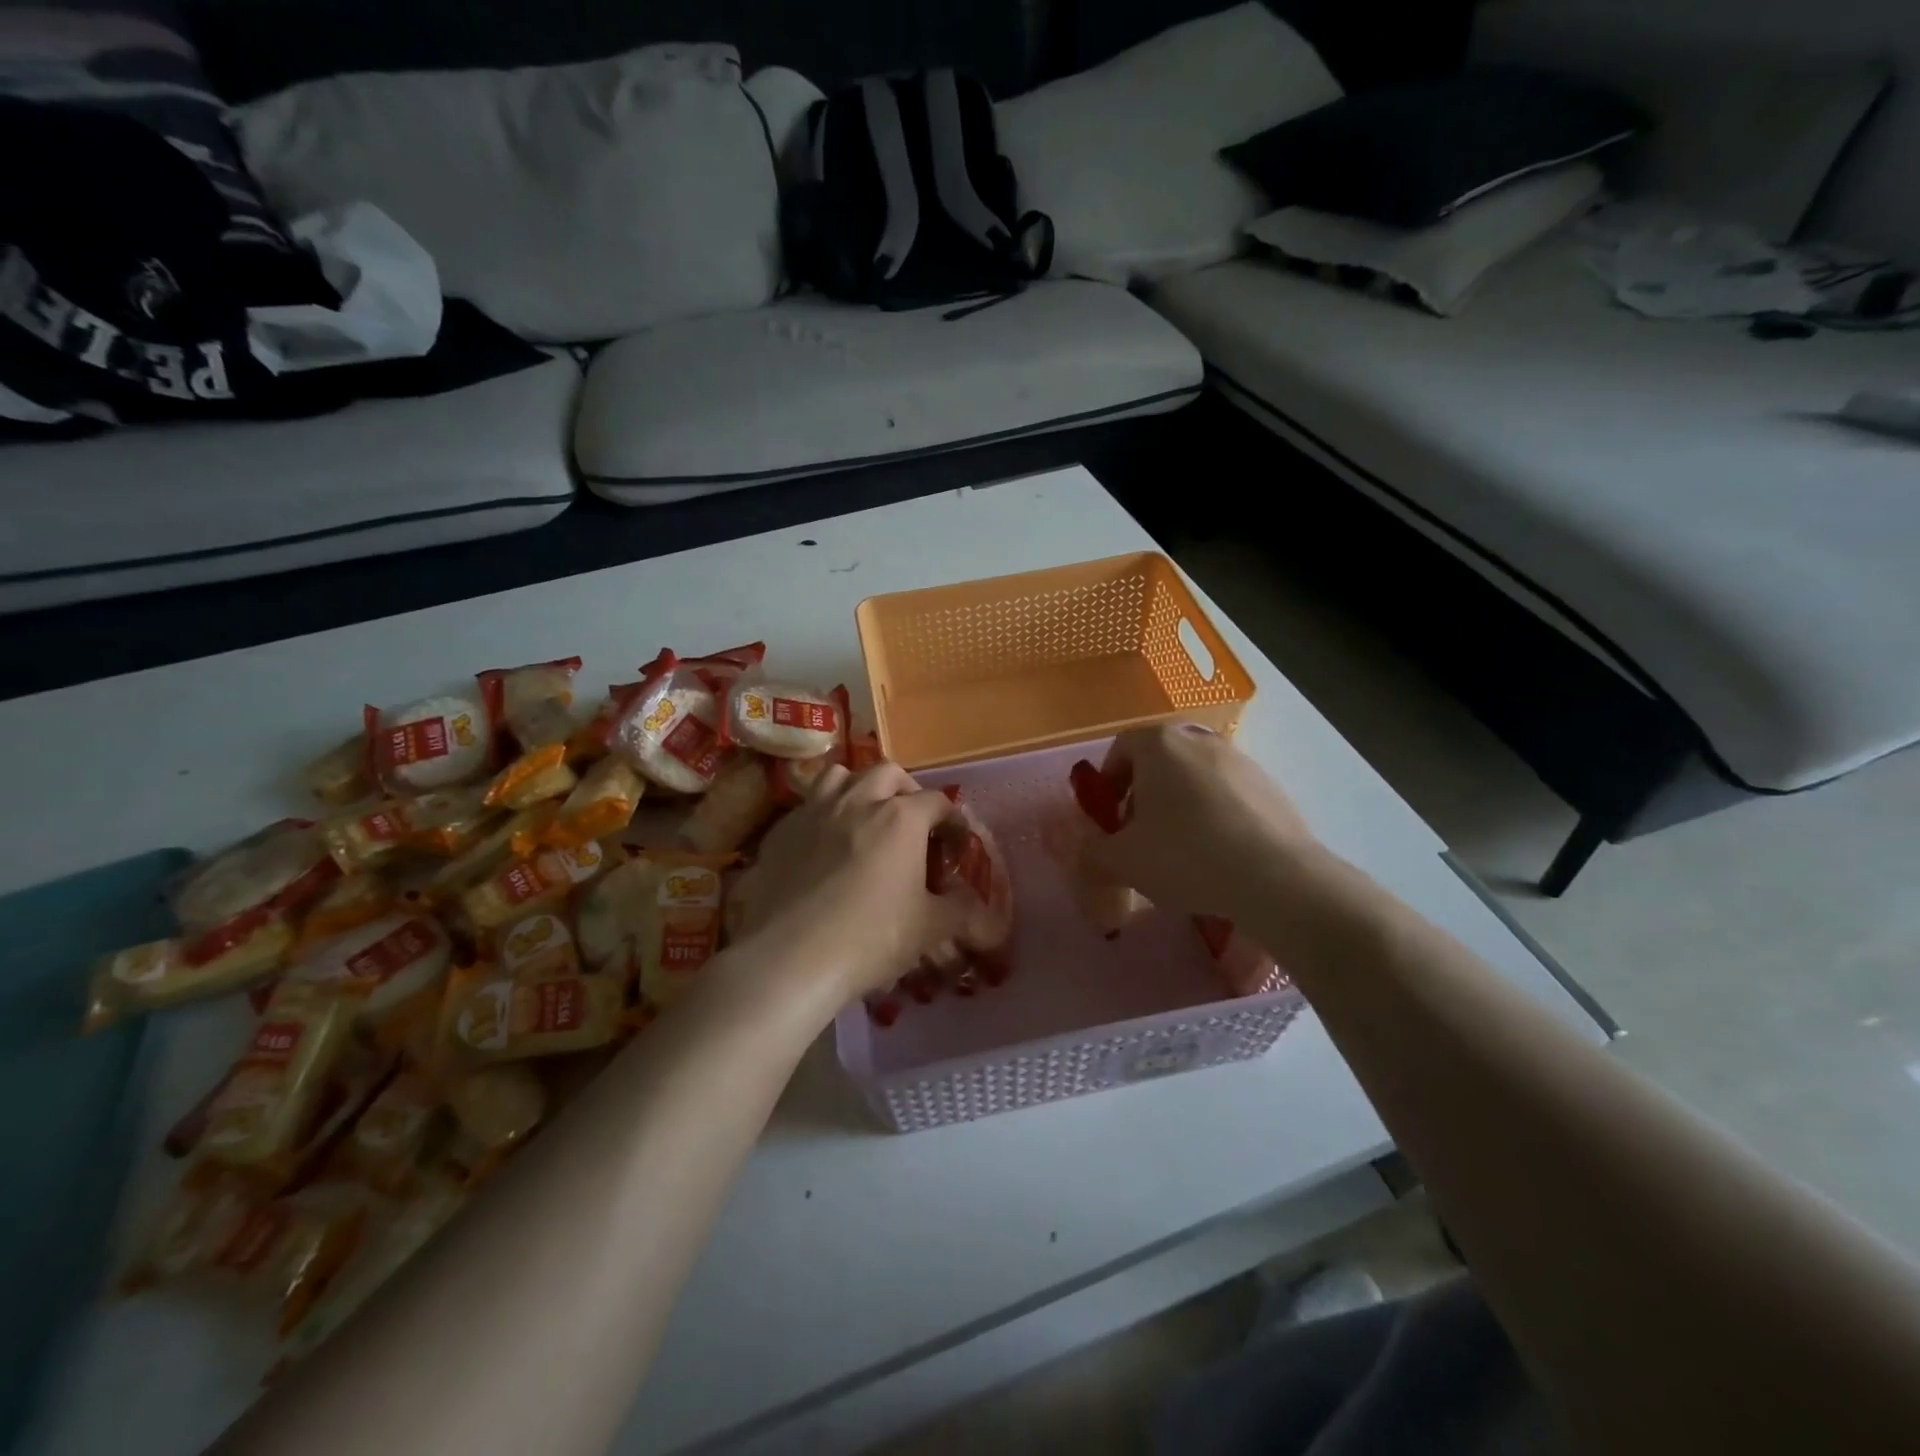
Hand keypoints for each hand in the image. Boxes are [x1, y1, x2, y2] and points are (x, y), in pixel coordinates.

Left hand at [727, 763, 982, 998]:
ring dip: (858, 788)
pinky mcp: (781, 831)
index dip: (953, 821)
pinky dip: (822, 816)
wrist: (790, 959)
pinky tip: (823, 847)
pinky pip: (806, 807)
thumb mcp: (929, 929)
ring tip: (863, 817)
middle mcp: (857, 801)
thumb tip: (977, 905)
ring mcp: (814, 812)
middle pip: (888, 773)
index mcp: (900, 818)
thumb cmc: (870, 939)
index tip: (957, 845)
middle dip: (906, 790)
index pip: (938, 802)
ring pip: (840, 776)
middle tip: (911, 822)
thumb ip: (960, 909)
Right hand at [1080, 723, 1320, 921]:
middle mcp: (1201, 740)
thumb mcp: (1123, 861)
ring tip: (1183, 850)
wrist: (1276, 878)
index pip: (1122, 747)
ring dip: (1181, 805)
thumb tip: (1086, 851)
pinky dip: (1217, 816)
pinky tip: (1220, 856)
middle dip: (1145, 794)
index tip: (1109, 816)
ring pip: (1197, 777)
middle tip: (1141, 835)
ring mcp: (1242, 761)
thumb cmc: (1185, 856)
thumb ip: (1093, 853)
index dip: (1109, 780)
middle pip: (1161, 761)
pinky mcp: (1273, 787)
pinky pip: (1231, 795)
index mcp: (1160, 745)